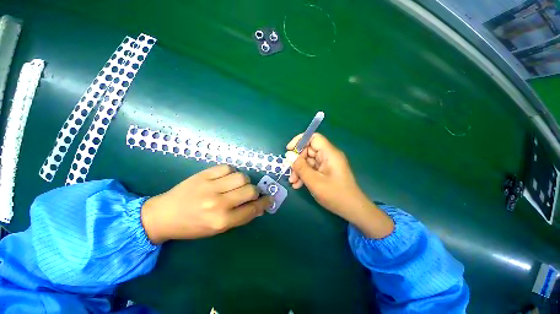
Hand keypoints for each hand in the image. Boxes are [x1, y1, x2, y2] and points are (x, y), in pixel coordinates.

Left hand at [141, 165, 271, 243]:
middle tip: (250, 193)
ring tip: (237, 184)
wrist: (164, 215)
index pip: (252, 209)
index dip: (264, 203)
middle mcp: (218, 204)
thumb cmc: (192, 226)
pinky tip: (225, 178)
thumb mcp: (217, 229)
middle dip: (254, 192)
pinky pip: (227, 168)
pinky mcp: (204, 175)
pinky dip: (231, 172)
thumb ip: (240, 217)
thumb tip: (258, 206)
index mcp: (221, 221)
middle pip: (250, 190)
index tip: (269, 199)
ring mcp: (210, 187)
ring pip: (241, 177)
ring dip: (244, 181)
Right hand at [287, 133, 393, 237]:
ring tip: (293, 182)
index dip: (300, 140)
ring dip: (299, 170)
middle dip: (297, 161)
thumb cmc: (335, 195)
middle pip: (309, 150)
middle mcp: (328, 156)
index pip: (314, 138)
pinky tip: (298, 185)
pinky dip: (304, 175)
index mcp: (329, 153)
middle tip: (290, 172)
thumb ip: (301, 167)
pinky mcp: (326, 171)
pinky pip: (312, 169)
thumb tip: (289, 155)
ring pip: (308, 161)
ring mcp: (327, 164)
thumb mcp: (314, 182)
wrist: (352, 209)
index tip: (289, 150)